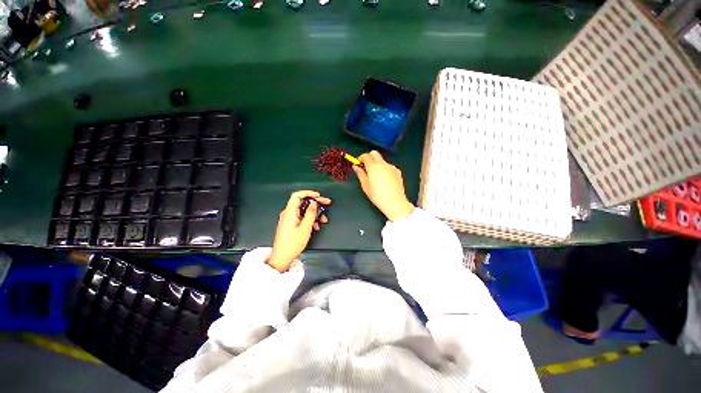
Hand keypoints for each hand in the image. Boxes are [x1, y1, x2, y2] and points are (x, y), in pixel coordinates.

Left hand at [267, 190, 330, 271]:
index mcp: (289, 212)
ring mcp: (289, 219)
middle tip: (326, 203)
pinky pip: (301, 217)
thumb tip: (314, 203)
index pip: (297, 195)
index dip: (308, 193)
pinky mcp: (291, 224)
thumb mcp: (305, 228)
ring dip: (314, 213)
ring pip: (304, 210)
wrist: (282, 258)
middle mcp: (288, 213)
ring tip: (323, 219)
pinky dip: (310, 219)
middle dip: (315, 203)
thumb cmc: (292, 244)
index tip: (318, 196)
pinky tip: (316, 225)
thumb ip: (310, 214)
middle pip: (303, 202)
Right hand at [353, 151, 414, 221]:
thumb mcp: (365, 185)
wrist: (394, 202)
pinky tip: (384, 179)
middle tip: (365, 166)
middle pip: (374, 153)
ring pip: (382, 160)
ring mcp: (391, 167)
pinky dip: (384, 169)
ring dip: (377, 164)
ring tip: (375, 176)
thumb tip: (356, 167)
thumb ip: (360, 174)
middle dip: (369, 157)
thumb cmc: (377, 195)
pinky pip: (388, 166)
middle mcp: (383, 164)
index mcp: (373, 166)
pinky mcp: (397, 171)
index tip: (358, 163)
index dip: (360, 158)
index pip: (365, 156)